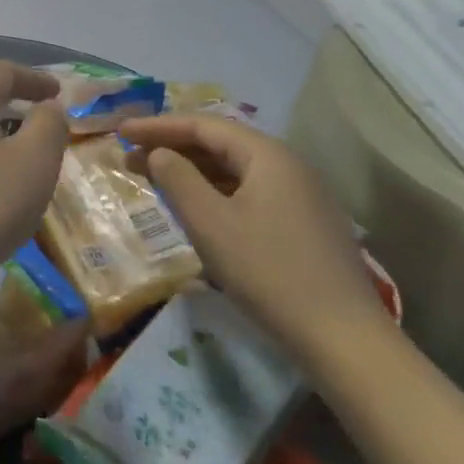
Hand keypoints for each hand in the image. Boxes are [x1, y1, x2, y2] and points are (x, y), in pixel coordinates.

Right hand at [120, 114, 386, 373]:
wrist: (343, 337)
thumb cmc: (268, 270)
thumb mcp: (210, 222)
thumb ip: (177, 178)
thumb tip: (158, 153)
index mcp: (267, 155)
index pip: (203, 125)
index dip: (157, 126)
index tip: (120, 132)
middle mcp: (288, 165)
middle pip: (220, 143)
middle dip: (172, 147)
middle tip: (130, 156)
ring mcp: (301, 195)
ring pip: (234, 169)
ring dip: (192, 170)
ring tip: (154, 179)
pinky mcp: (304, 224)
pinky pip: (249, 192)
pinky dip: (214, 192)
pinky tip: (195, 208)